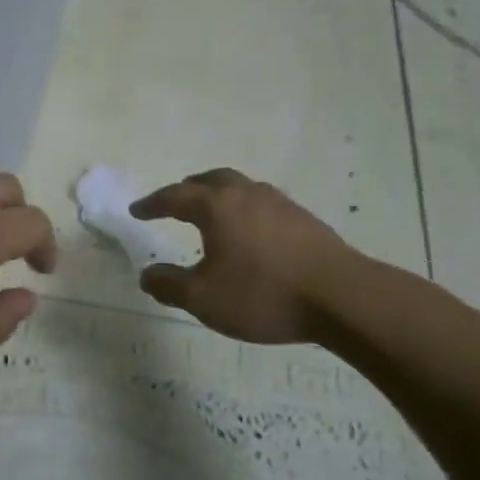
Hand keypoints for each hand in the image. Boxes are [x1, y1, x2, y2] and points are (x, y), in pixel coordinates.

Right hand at [130, 169, 355, 343]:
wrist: (342, 297)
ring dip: (219, 195)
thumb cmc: (263, 294)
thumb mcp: (203, 299)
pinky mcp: (304, 219)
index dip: (152, 204)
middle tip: (174, 202)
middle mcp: (246, 195)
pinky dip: (244, 210)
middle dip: (188, 189)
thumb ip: (169, 285)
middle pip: (210, 180)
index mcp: (217, 206)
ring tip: (212, 214)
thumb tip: (147, 275)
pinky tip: (251, 233)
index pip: (175, 197)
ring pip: (240, 188)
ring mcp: (280, 204)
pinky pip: (262, 204)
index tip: (137, 212)